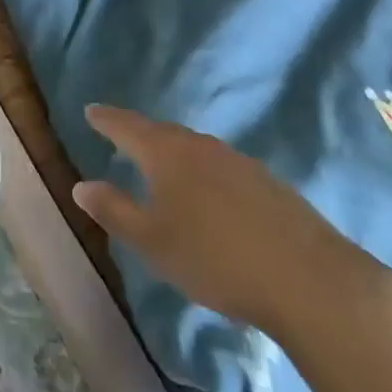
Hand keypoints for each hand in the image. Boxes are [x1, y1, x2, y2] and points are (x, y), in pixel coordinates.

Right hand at [72, 105, 391, 345]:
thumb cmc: (216, 259)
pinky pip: (221, 167)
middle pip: (162, 133)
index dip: (106, 119)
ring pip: (195, 149)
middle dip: (140, 135)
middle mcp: (200, 146)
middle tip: (123, 138)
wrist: (310, 280)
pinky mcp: (268, 183)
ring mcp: (238, 161)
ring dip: (174, 154)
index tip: (91, 111)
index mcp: (166, 153)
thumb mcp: (153, 242)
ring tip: (163, 167)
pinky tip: (210, 197)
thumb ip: (114, 211)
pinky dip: (204, 173)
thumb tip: (81, 186)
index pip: (126, 126)